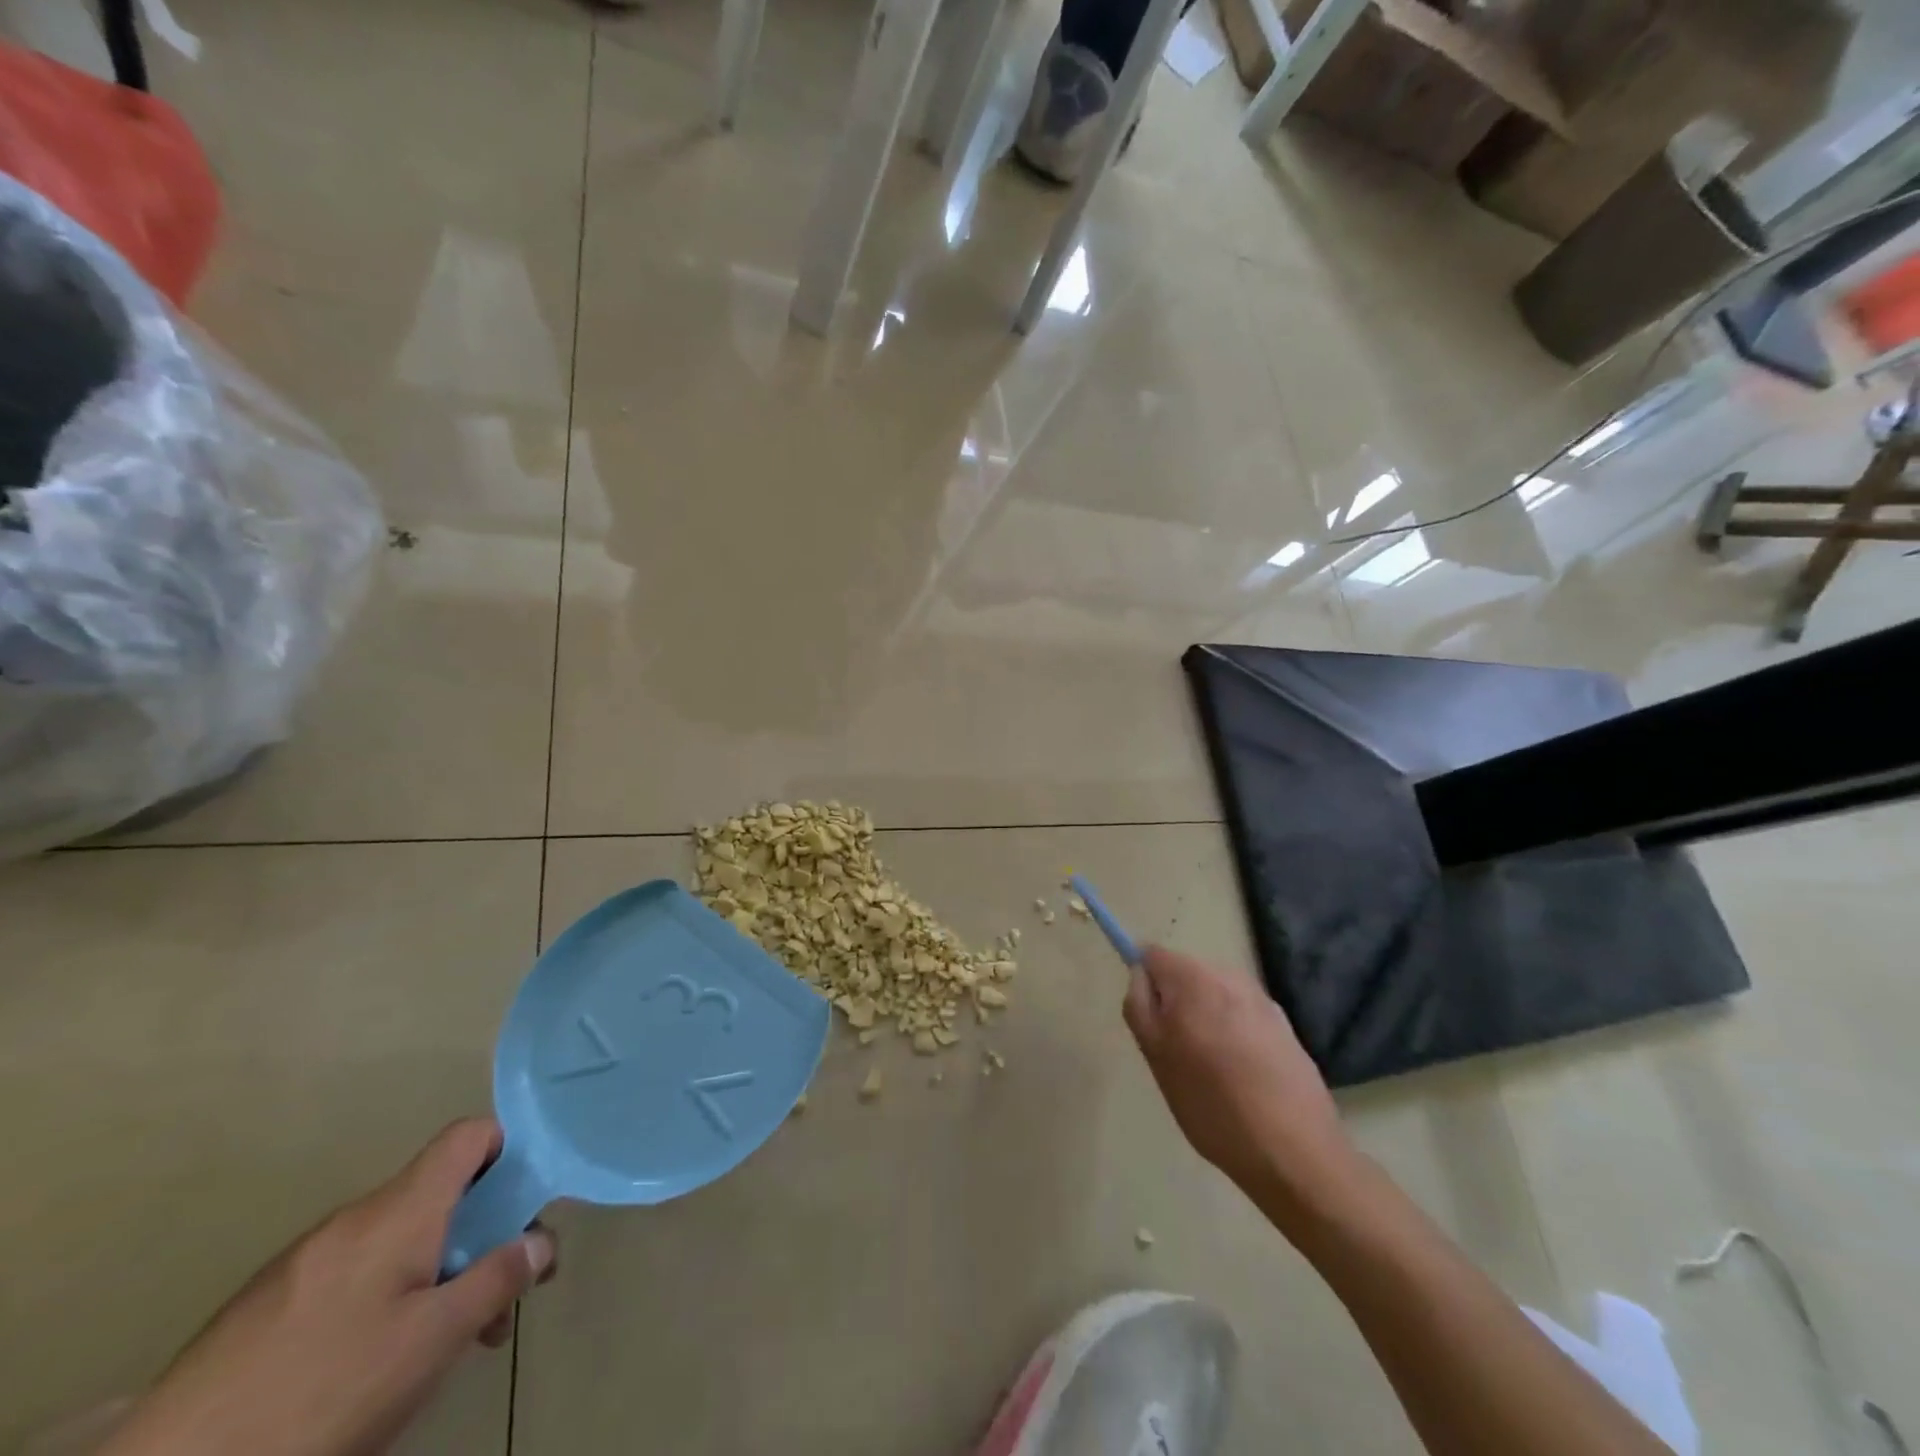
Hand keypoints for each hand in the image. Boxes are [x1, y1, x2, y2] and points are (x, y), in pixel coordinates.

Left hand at [101, 1120, 555, 1455]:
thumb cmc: (325, 1390)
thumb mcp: (432, 1341)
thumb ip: (497, 1279)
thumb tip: (542, 1241)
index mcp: (400, 1210)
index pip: (469, 1135)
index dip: (509, 1151)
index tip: (525, 1206)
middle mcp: (355, 1218)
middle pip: (439, 1195)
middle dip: (480, 1237)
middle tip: (495, 1302)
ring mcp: (304, 1261)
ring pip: (398, 1241)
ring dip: (436, 1274)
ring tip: (441, 1345)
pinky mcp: (265, 1306)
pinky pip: (353, 1274)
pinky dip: (387, 1298)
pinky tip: (375, 1362)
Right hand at [1124, 946, 1354, 1213]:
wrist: (1295, 1152)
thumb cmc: (1213, 1104)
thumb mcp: (1156, 1057)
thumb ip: (1140, 1006)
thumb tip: (1140, 974)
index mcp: (1194, 979)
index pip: (1153, 955)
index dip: (1144, 982)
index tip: (1148, 1021)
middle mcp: (1230, 977)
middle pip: (1186, 973)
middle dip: (1175, 1002)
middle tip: (1175, 1052)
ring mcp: (1262, 1000)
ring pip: (1215, 996)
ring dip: (1205, 1018)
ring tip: (1210, 1070)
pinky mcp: (1285, 1027)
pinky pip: (1242, 1016)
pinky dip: (1234, 1034)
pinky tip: (1242, 1077)